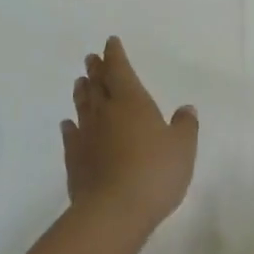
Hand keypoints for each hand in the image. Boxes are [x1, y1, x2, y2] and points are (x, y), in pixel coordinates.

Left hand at [62, 37, 197, 239]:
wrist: (113, 211)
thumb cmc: (154, 173)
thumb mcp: (182, 148)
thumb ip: (185, 125)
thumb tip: (186, 108)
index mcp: (131, 101)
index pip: (121, 70)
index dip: (116, 55)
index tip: (110, 42)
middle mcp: (105, 112)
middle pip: (98, 84)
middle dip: (96, 70)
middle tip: (91, 59)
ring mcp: (86, 136)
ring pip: (82, 106)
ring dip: (82, 92)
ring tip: (80, 82)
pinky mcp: (74, 160)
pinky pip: (71, 136)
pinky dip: (69, 127)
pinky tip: (67, 125)